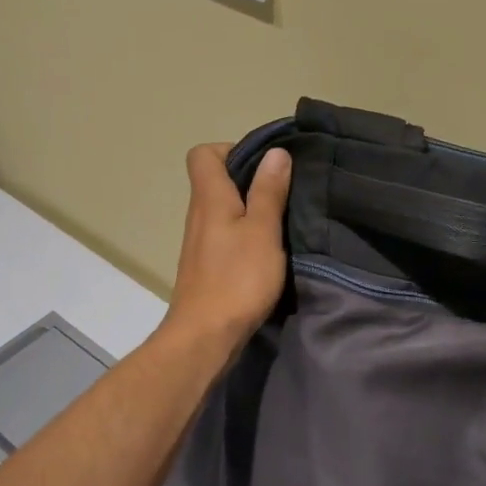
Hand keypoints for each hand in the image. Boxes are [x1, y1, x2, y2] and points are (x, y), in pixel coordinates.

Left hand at [162, 143, 292, 350]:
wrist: (205, 336)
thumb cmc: (237, 278)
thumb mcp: (263, 230)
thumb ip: (269, 191)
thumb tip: (275, 153)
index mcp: (210, 198)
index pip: (203, 154)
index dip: (232, 149)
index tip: (265, 165)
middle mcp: (199, 214)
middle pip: (216, 180)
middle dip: (250, 179)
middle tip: (285, 190)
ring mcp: (201, 242)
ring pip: (223, 209)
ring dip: (251, 208)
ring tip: (283, 218)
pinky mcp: (207, 266)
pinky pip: (227, 234)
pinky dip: (247, 233)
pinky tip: (270, 249)